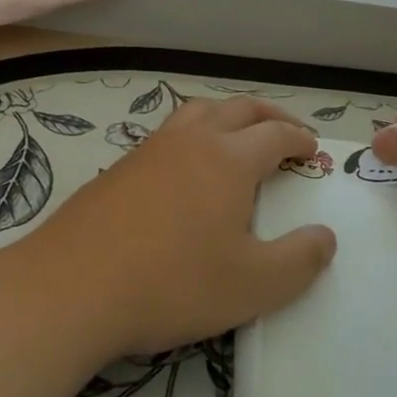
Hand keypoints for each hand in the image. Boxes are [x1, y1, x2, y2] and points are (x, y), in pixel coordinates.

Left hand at [25, 95, 337, 357]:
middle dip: (269, 114)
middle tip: (286, 129)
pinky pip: (167, 134)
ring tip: (237, 135)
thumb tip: (325, 237)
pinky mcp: (118, 168)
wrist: (71, 288)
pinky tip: (184, 167)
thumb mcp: (252, 285)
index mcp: (229, 159)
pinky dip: (192, 134)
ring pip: (197, 112)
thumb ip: (299, 261)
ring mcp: (150, 150)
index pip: (275, 134)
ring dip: (227, 115)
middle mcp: (191, 141)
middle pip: (239, 108)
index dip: (299, 138)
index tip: (311, 149)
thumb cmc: (172, 283)